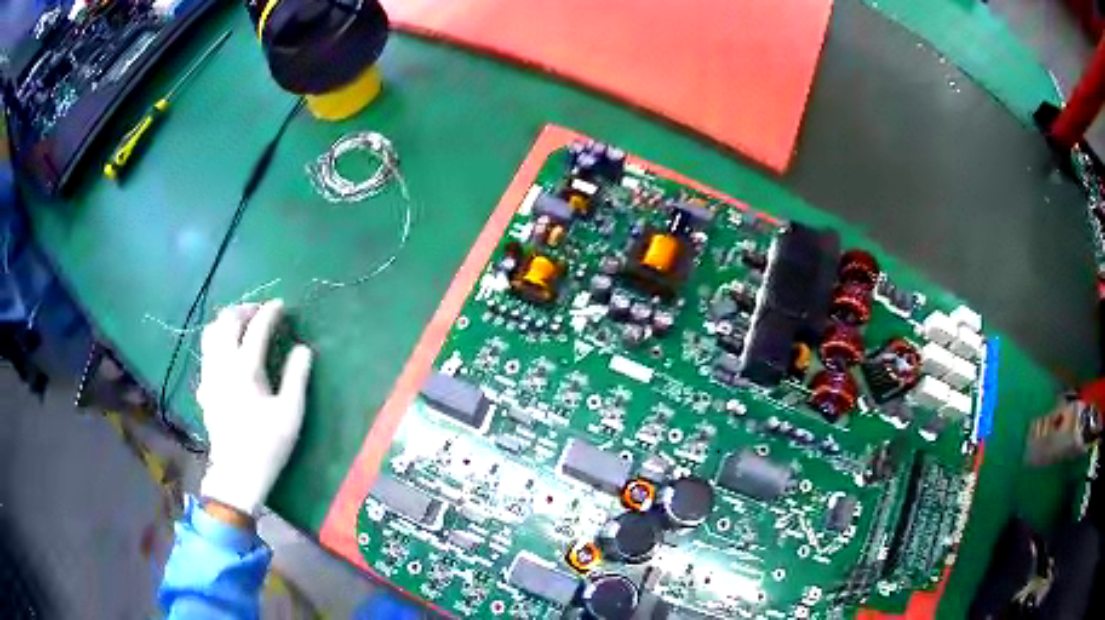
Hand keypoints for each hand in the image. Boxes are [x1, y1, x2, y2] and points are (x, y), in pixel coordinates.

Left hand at [197, 299, 312, 516]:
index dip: (270, 312)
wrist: (237, 473)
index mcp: (246, 370)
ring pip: (211, 333)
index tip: (281, 305)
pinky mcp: (204, 387)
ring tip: (241, 325)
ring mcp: (209, 375)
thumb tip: (303, 348)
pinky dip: (217, 342)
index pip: (257, 329)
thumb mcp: (291, 414)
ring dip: (227, 322)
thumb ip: (297, 377)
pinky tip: (227, 353)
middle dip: (244, 310)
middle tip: (260, 313)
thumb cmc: (268, 444)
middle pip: (227, 322)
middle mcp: (223, 365)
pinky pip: (206, 352)